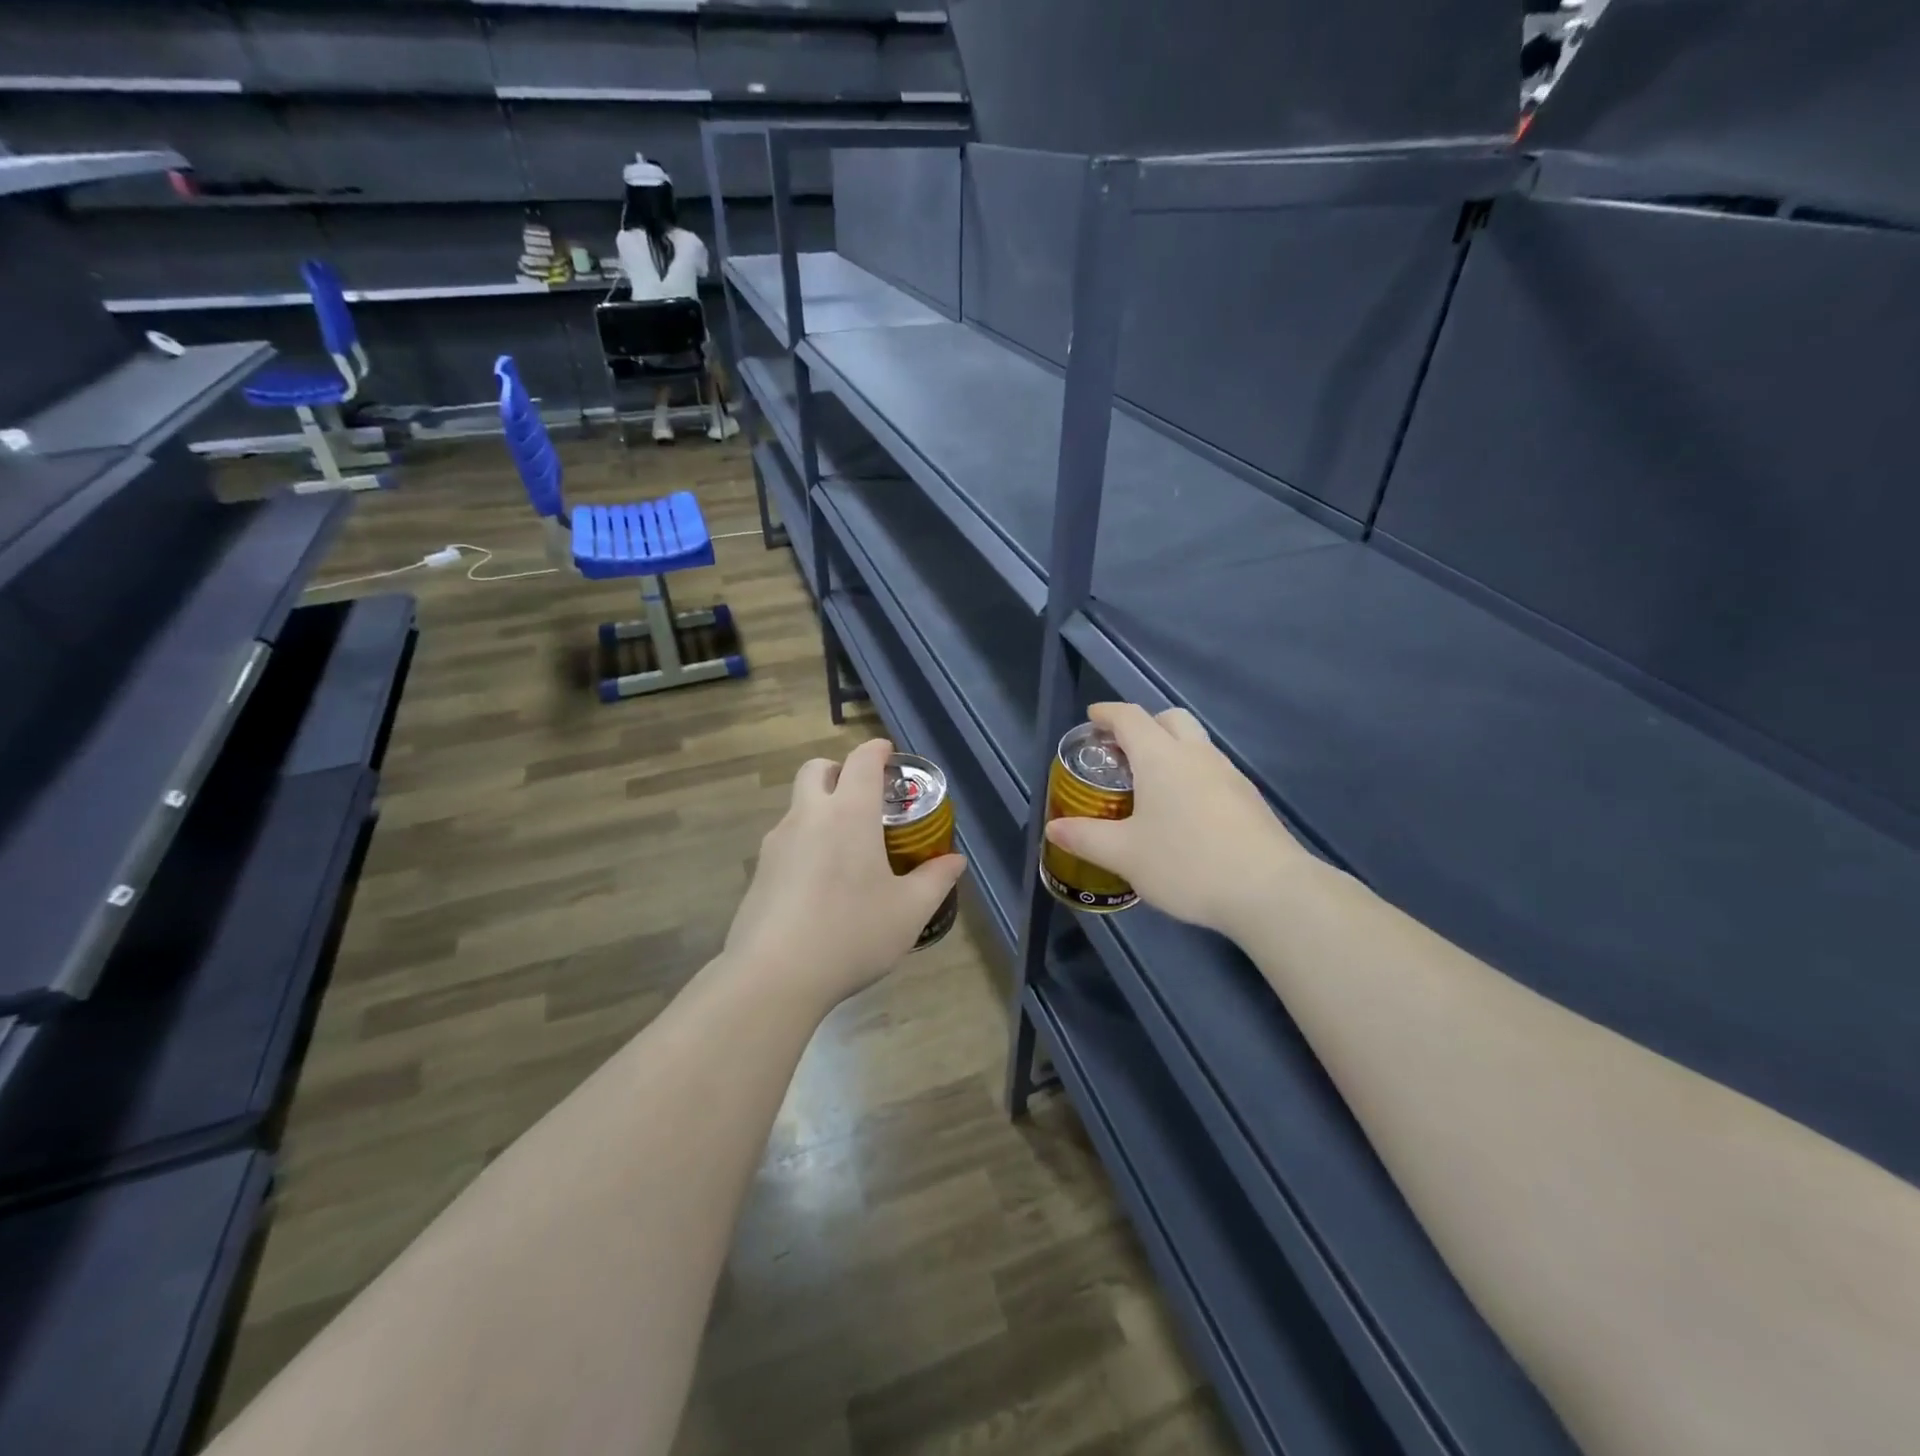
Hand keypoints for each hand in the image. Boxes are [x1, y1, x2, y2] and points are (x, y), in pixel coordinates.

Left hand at [724, 738, 967, 1009]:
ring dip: (821, 810)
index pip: (861, 761)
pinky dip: (806, 844)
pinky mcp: (759, 872)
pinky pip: (786, 841)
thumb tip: (954, 861)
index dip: (877, 751)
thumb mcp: (909, 911)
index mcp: (848, 814)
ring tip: (847, 850)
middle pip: (816, 770)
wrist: (773, 977)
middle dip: (839, 771)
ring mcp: (776, 843)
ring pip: (798, 806)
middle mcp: (808, 816)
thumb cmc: (851, 933)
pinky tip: (821, 885)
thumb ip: (935, 880)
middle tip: (863, 798)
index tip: (889, 755)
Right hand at [1044, 703, 1302, 938]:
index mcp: (1161, 757)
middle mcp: (1197, 755)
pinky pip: (1212, 771)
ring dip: (1171, 750)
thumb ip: (1086, 838)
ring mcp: (1229, 775)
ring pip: (1196, 744)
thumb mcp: (1125, 855)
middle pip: (1170, 719)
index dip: (1108, 714)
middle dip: (1145, 725)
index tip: (1093, 718)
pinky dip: (1191, 775)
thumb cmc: (1187, 863)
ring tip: (1151, 787)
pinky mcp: (1249, 799)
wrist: (1269, 891)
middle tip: (1123, 751)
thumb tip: (1054, 828)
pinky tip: (1185, 814)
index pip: (1130, 718)